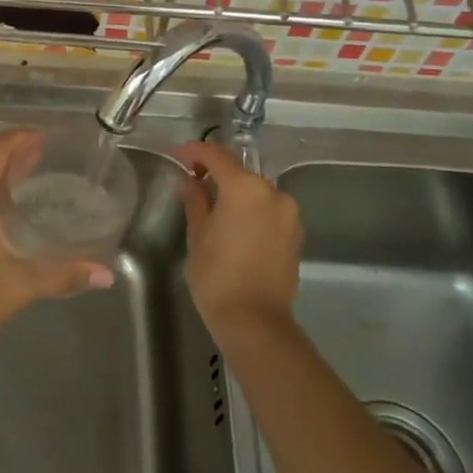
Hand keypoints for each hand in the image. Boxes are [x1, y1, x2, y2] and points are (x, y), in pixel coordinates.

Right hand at [175, 141, 301, 339]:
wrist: (255, 321)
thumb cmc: (217, 276)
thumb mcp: (197, 235)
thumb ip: (195, 201)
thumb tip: (192, 182)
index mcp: (245, 188)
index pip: (216, 156)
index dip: (194, 151)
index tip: (177, 154)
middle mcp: (272, 192)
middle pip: (239, 170)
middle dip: (216, 171)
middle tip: (192, 180)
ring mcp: (288, 213)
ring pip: (256, 190)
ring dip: (235, 190)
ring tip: (213, 204)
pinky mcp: (295, 233)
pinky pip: (268, 208)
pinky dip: (251, 208)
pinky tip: (235, 223)